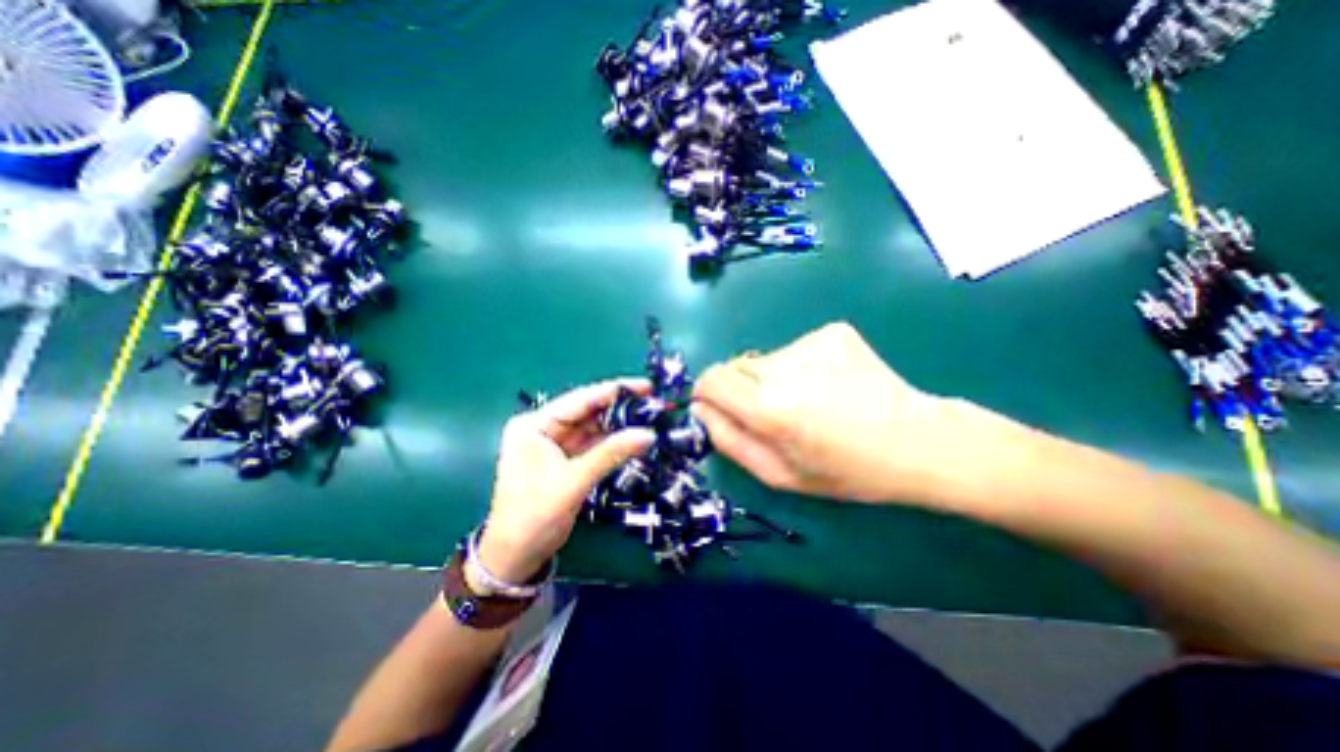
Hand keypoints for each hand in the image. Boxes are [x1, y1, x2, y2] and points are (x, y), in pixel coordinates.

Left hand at [480, 380, 657, 585]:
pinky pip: (595, 445)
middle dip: (620, 408)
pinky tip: (635, 436)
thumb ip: (611, 454)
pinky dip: (614, 442)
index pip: (579, 400)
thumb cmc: (534, 516)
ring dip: (620, 425)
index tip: (645, 386)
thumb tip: (649, 434)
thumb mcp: (573, 482)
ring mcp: (556, 445)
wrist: (516, 557)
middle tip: (653, 401)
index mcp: (534, 425)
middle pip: (588, 412)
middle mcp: (544, 429)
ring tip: (650, 417)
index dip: (613, 391)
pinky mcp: (567, 460)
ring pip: (594, 428)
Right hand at [690, 319, 981, 505]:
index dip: (708, 392)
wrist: (917, 440)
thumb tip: (700, 408)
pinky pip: (793, 349)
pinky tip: (829, 384)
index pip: (712, 380)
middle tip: (776, 413)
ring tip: (810, 400)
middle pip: (736, 367)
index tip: (719, 406)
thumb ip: (730, 441)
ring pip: (764, 358)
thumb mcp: (780, 474)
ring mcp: (812, 343)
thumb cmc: (846, 470)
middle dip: (743, 390)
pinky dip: (799, 367)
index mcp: (771, 408)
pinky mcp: (832, 331)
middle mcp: (786, 367)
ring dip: (773, 378)